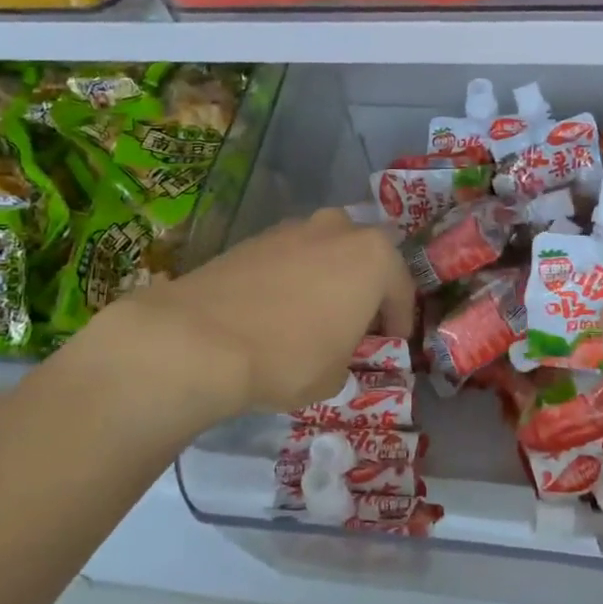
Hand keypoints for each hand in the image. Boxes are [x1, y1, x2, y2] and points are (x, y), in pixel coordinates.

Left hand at [117, 208, 415, 415]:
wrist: (201, 340)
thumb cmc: (289, 358)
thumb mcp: (336, 375)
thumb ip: (349, 354)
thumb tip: (337, 349)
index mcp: (374, 256)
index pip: (402, 288)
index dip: (400, 320)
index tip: (393, 342)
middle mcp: (338, 230)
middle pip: (363, 257)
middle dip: (363, 286)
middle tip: (356, 321)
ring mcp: (292, 228)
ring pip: (324, 251)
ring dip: (326, 277)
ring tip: (313, 313)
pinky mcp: (253, 238)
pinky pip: (288, 257)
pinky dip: (291, 277)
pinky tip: (276, 308)